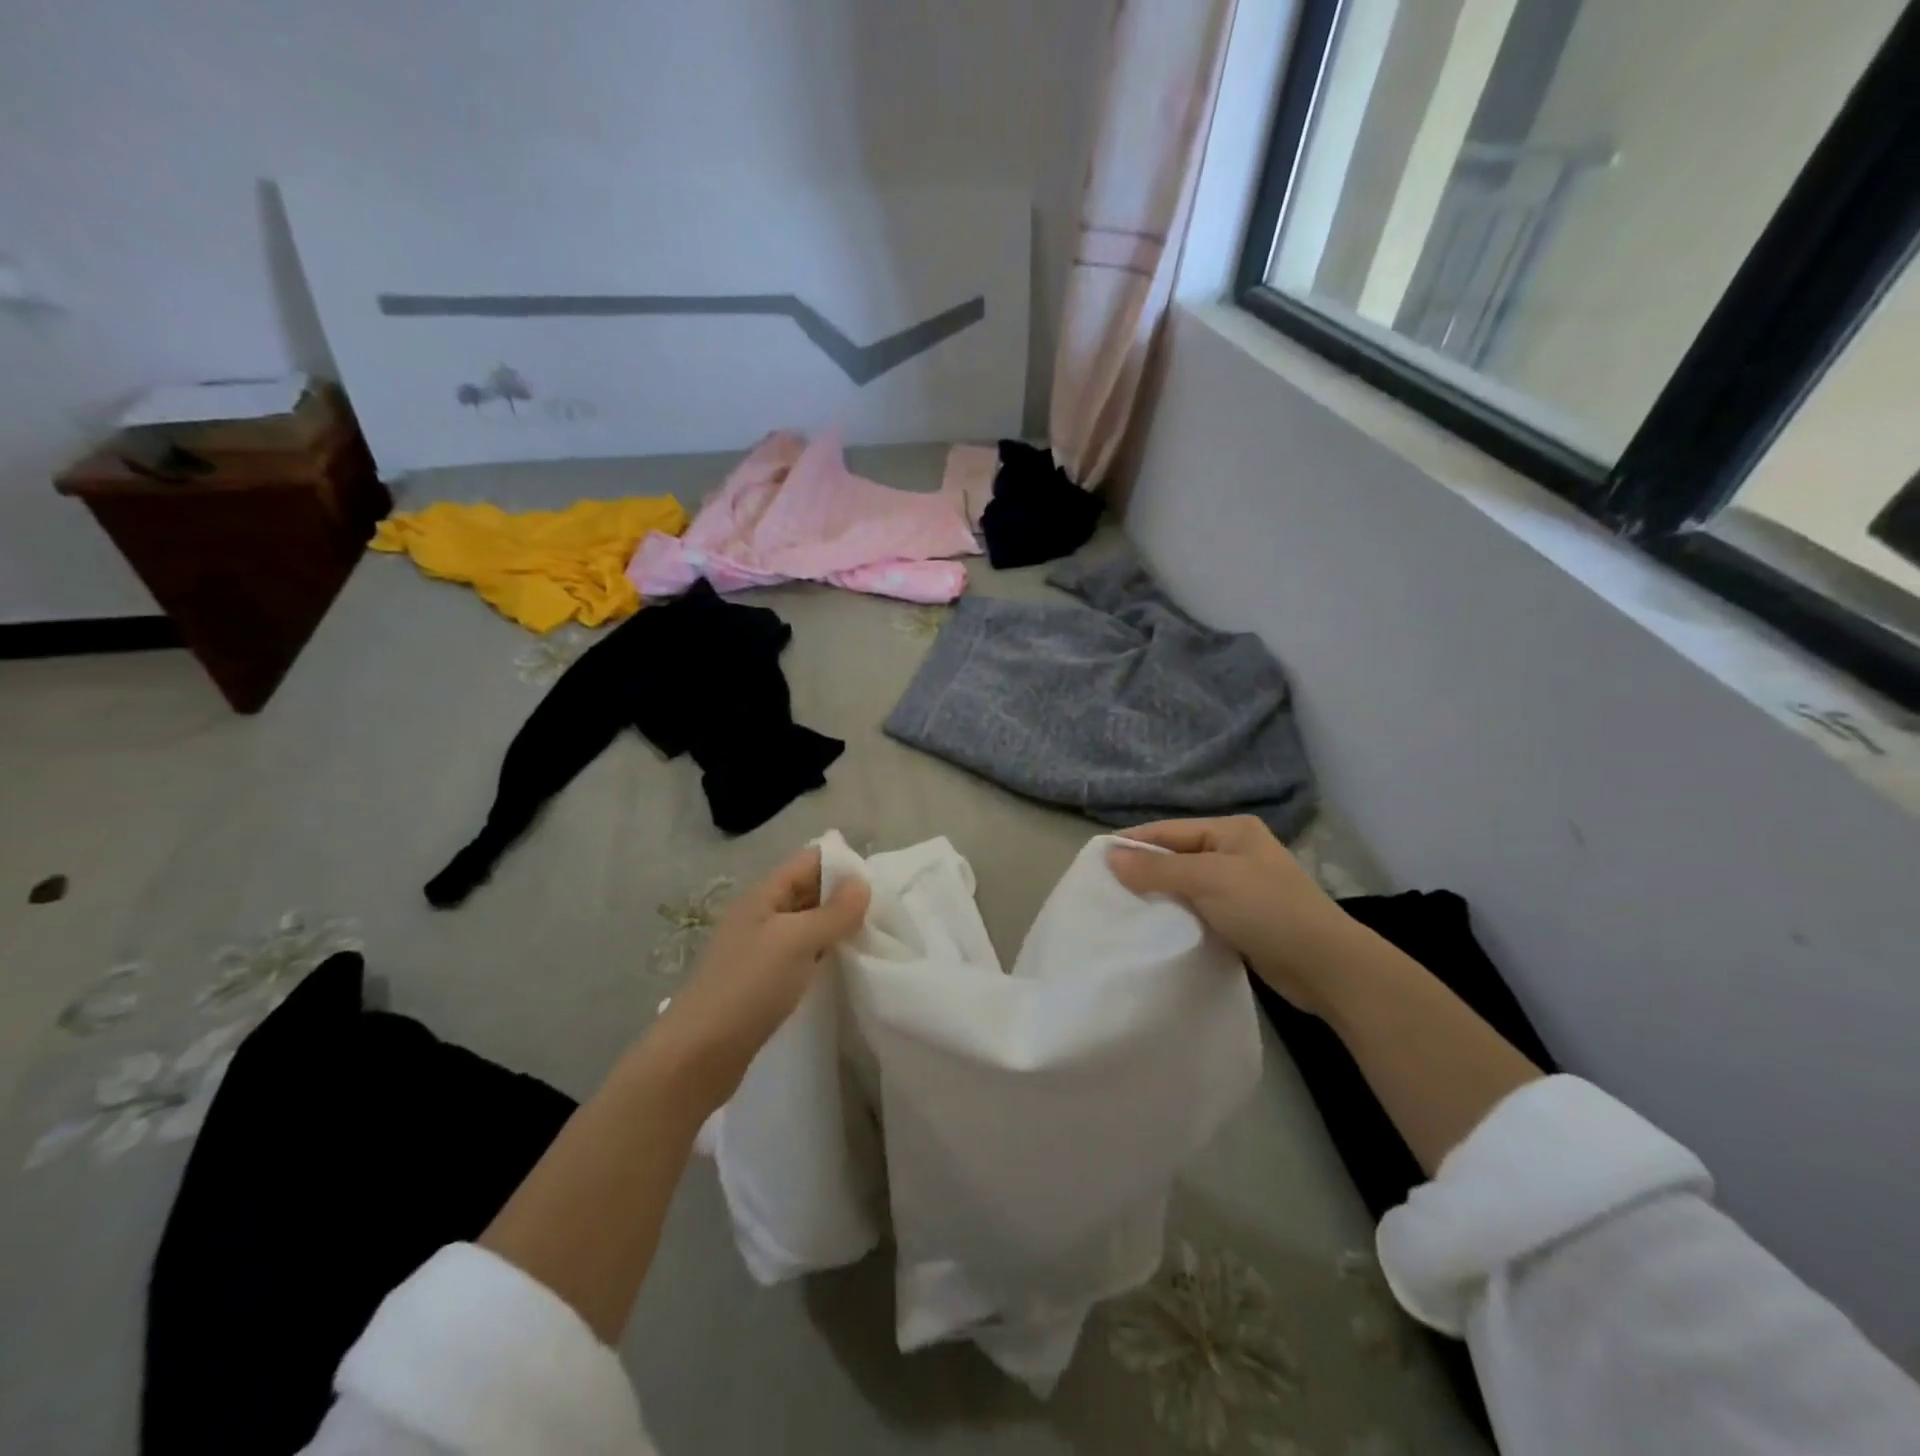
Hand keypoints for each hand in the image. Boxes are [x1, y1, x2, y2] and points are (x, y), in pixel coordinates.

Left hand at [645, 847, 868, 1109]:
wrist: (698, 1056)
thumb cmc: (747, 987)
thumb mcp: (795, 942)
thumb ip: (833, 912)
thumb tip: (863, 883)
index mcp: (763, 896)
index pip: (809, 861)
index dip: (842, 864)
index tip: (879, 883)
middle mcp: (761, 916)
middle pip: (808, 891)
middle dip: (843, 896)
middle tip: (884, 913)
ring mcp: (761, 950)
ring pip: (807, 925)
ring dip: (836, 928)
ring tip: (872, 937)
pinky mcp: (764, 982)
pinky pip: (802, 955)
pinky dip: (824, 955)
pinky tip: (844, 966)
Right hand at [1108, 816, 1358, 1017]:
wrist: (1326, 966)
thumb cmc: (1266, 909)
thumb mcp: (1207, 880)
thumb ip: (1157, 869)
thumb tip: (1109, 857)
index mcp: (1231, 831)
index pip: (1169, 831)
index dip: (1133, 844)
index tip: (1095, 860)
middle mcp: (1235, 852)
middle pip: (1176, 857)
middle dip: (1143, 872)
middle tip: (1105, 889)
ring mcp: (1241, 886)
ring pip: (1186, 886)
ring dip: (1159, 896)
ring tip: (1122, 909)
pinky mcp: (1242, 918)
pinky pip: (1199, 910)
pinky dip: (1178, 916)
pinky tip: (1155, 927)